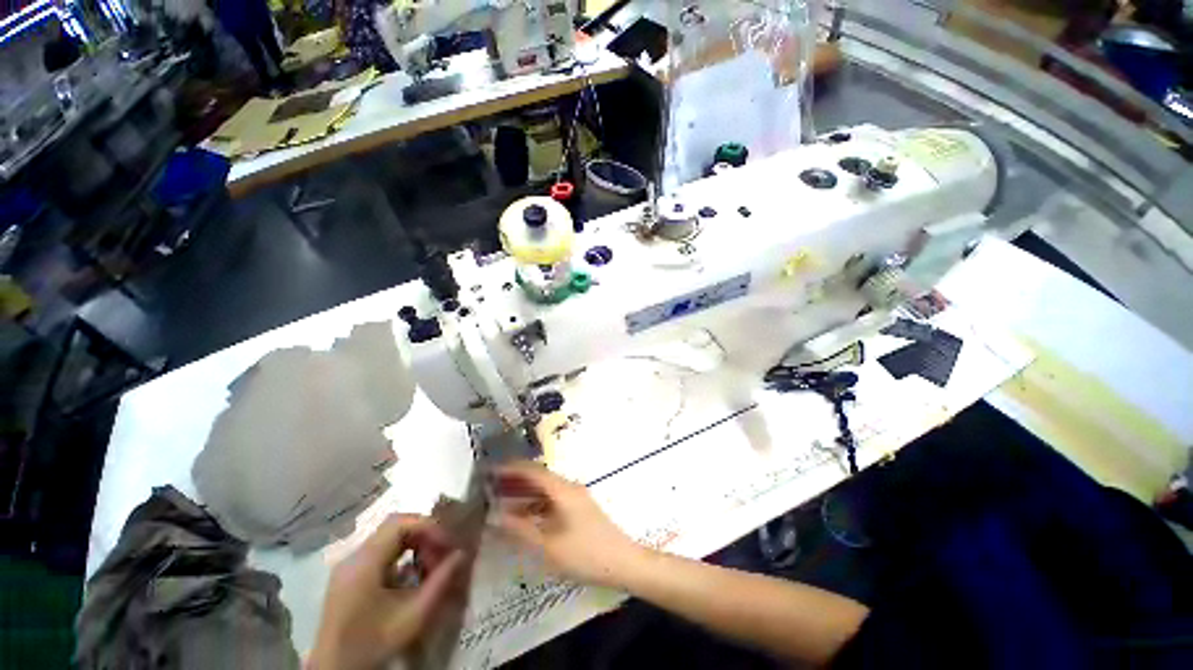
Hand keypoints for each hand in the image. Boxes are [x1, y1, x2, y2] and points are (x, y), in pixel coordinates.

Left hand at [309, 514, 464, 669]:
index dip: (429, 526)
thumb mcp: (413, 617)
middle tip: (443, 552)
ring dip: (414, 544)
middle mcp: (353, 557)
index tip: (448, 544)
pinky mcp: (349, 576)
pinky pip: (380, 552)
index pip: (400, 523)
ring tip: (431, 564)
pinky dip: (402, 556)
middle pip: (395, 527)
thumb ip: (440, 582)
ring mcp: (348, 566)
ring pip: (388, 538)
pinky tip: (412, 575)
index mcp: (363, 562)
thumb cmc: (374, 644)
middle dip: (424, 534)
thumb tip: (462, 554)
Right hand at [492, 462, 643, 587]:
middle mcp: (569, 487)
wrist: (622, 562)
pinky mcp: (579, 509)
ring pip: (545, 490)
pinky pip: (553, 500)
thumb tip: (496, 516)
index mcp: (563, 490)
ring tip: (501, 500)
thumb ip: (521, 530)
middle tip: (491, 486)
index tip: (491, 470)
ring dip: (525, 493)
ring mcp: (576, 497)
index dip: (511, 469)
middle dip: (515, 480)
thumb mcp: (549, 546)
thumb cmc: (585, 554)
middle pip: (539, 478)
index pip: (533, 471)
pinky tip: (523, 516)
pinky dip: (536, 505)